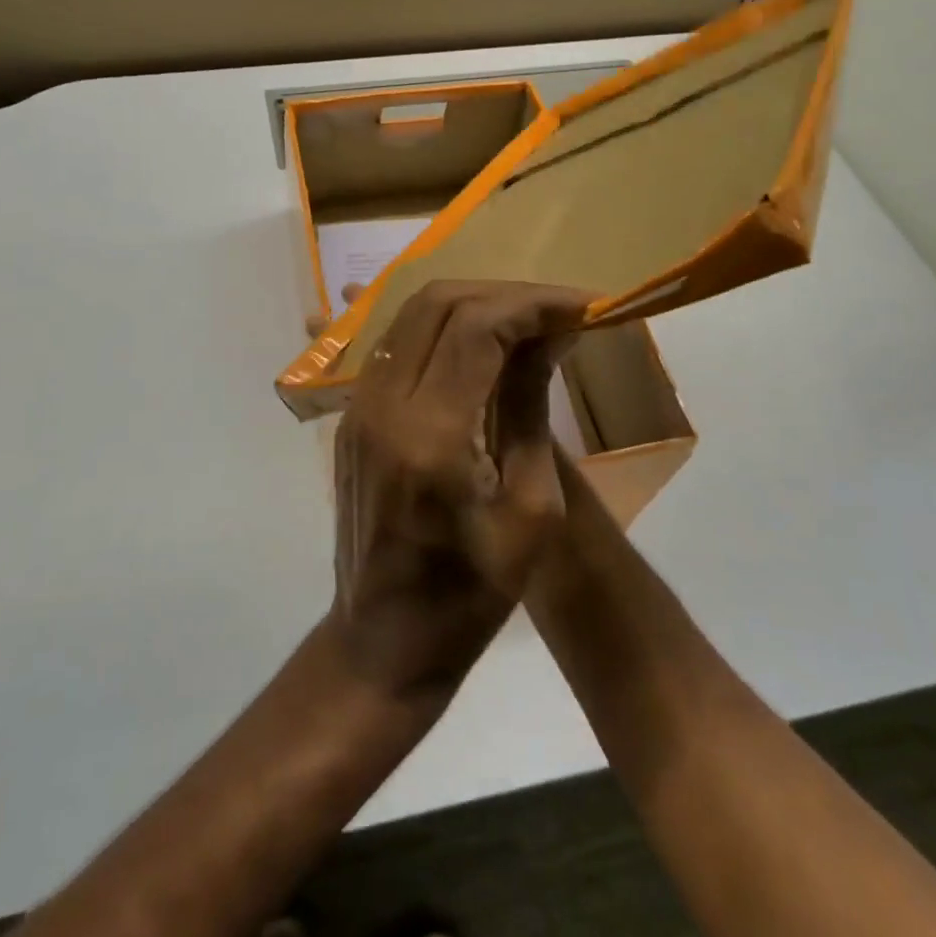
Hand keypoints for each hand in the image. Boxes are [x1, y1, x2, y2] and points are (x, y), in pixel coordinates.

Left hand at [327, 280, 592, 697]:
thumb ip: (529, 410)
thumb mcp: (529, 513)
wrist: (382, 641)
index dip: (533, 304)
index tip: (583, 306)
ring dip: (472, 305)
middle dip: (504, 295)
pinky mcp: (352, 416)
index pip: (476, 328)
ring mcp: (358, 407)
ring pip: (412, 316)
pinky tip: (481, 347)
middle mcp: (382, 406)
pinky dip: (442, 329)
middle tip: (557, 310)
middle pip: (438, 303)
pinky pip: (398, 345)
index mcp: (429, 436)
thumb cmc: (470, 597)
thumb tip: (549, 337)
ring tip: (526, 321)